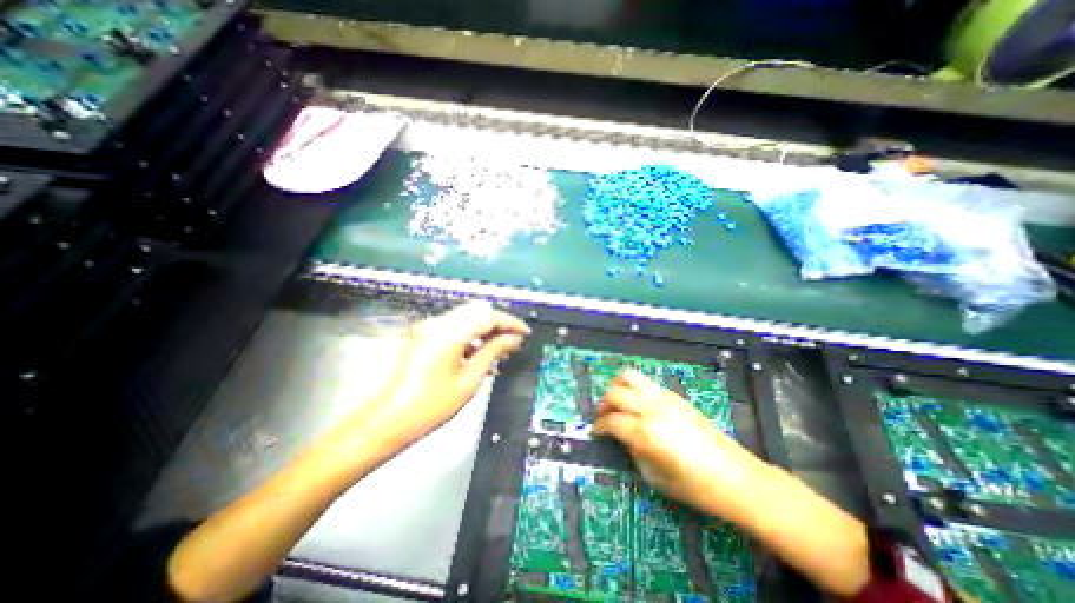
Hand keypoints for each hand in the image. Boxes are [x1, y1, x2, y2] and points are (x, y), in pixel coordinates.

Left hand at [344, 302, 526, 451]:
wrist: (386, 422)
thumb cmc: (428, 407)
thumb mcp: (469, 381)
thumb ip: (492, 352)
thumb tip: (512, 339)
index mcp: (449, 333)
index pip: (488, 315)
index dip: (511, 322)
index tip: (524, 333)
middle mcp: (437, 324)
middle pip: (477, 311)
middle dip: (499, 324)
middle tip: (513, 341)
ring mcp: (429, 329)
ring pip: (467, 318)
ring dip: (485, 329)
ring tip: (499, 350)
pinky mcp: (425, 336)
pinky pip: (455, 327)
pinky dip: (471, 335)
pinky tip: (479, 354)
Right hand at [593, 368, 767, 523]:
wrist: (736, 477)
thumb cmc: (695, 487)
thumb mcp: (655, 476)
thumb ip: (633, 451)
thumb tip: (623, 436)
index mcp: (645, 432)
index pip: (611, 420)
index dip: (599, 426)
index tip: (597, 431)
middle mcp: (651, 409)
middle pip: (615, 393)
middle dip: (604, 404)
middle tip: (604, 416)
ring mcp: (664, 398)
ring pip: (629, 376)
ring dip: (617, 387)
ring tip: (617, 401)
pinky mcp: (675, 395)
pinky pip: (646, 382)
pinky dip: (634, 388)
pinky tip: (638, 404)